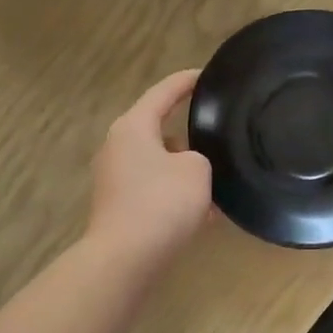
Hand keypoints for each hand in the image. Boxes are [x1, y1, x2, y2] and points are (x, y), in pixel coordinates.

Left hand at [87, 69, 212, 268]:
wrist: (126, 258)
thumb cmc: (162, 202)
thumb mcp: (197, 170)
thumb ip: (199, 157)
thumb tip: (188, 165)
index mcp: (133, 127)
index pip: (163, 92)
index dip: (186, 81)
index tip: (206, 74)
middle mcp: (117, 147)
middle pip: (158, 130)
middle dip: (188, 135)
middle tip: (218, 134)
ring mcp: (114, 179)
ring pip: (158, 164)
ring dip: (184, 171)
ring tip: (217, 182)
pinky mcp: (118, 207)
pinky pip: (153, 191)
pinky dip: (175, 196)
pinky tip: (203, 214)